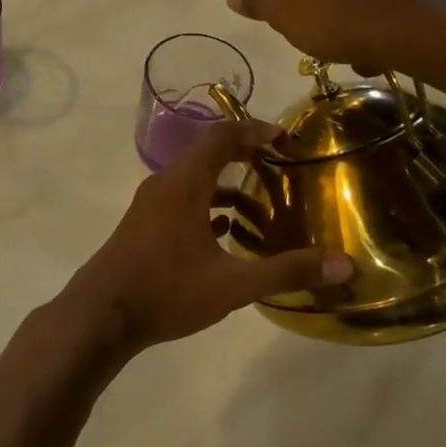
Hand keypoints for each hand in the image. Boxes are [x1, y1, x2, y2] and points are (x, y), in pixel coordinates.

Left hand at [61, 119, 350, 353]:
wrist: (100, 315)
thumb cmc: (166, 291)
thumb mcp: (233, 285)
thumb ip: (288, 272)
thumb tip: (346, 265)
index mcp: (184, 183)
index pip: (222, 136)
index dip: (255, 131)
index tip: (285, 140)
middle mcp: (164, 185)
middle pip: (208, 155)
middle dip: (245, 158)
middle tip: (279, 171)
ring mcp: (149, 206)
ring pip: (194, 183)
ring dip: (226, 190)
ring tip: (261, 213)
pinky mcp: (143, 226)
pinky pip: (180, 202)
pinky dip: (207, 208)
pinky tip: (225, 236)